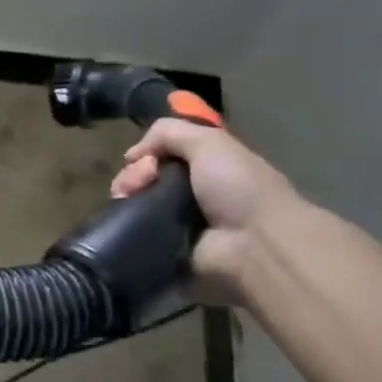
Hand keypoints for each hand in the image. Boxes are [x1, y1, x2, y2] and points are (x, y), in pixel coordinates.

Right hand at [109, 120, 302, 301]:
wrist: (257, 244)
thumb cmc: (239, 187)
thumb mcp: (210, 142)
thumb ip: (169, 133)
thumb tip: (131, 155)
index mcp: (206, 167)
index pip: (161, 154)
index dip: (146, 153)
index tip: (143, 160)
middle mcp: (191, 192)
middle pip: (143, 177)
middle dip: (132, 176)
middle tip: (134, 185)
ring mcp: (177, 222)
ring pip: (134, 202)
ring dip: (125, 197)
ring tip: (125, 202)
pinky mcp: (167, 248)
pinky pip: (135, 231)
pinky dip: (126, 224)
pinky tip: (125, 220)